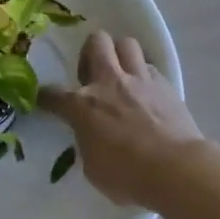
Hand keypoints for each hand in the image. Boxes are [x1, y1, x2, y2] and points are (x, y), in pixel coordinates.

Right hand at [39, 31, 209, 207]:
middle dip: (90, 52)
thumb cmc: (128, 176)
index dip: (45, 96)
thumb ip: (87, 142)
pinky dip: (144, 75)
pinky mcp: (165, 84)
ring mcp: (139, 79)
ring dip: (120, 55)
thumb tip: (91, 135)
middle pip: (96, 42)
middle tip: (92, 74)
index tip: (44, 99)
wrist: (176, 168)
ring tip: (122, 75)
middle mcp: (109, 82)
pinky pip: (150, 66)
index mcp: (83, 105)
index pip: (54, 94)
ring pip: (126, 43)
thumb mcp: (93, 167)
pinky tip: (147, 93)